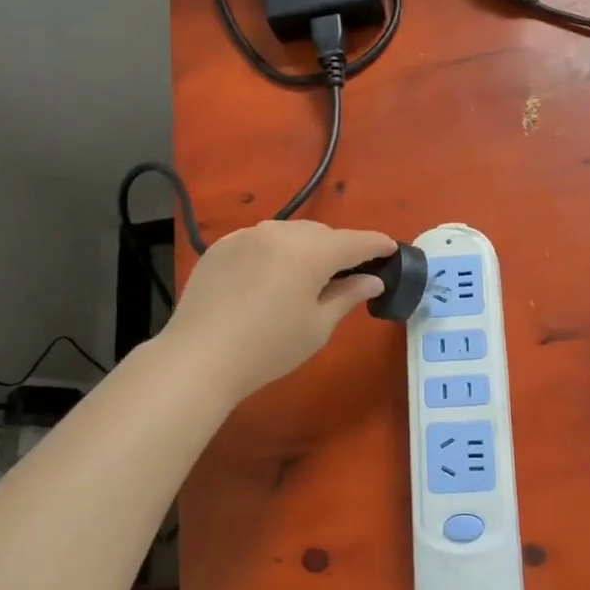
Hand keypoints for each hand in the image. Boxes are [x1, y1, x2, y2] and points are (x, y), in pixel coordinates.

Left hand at [162, 219, 393, 403]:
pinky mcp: (221, 246)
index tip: (391, 250)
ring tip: (306, 275)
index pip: (356, 241)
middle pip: (322, 234)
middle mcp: (280, 232)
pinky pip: (260, 240)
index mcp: (311, 251)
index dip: (377, 245)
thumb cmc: (269, 348)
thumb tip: (372, 280)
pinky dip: (273, 252)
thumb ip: (348, 295)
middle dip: (339, 249)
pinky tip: (269, 277)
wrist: (199, 357)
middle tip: (347, 274)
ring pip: (289, 233)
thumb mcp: (318, 326)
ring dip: (305, 248)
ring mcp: (246, 235)